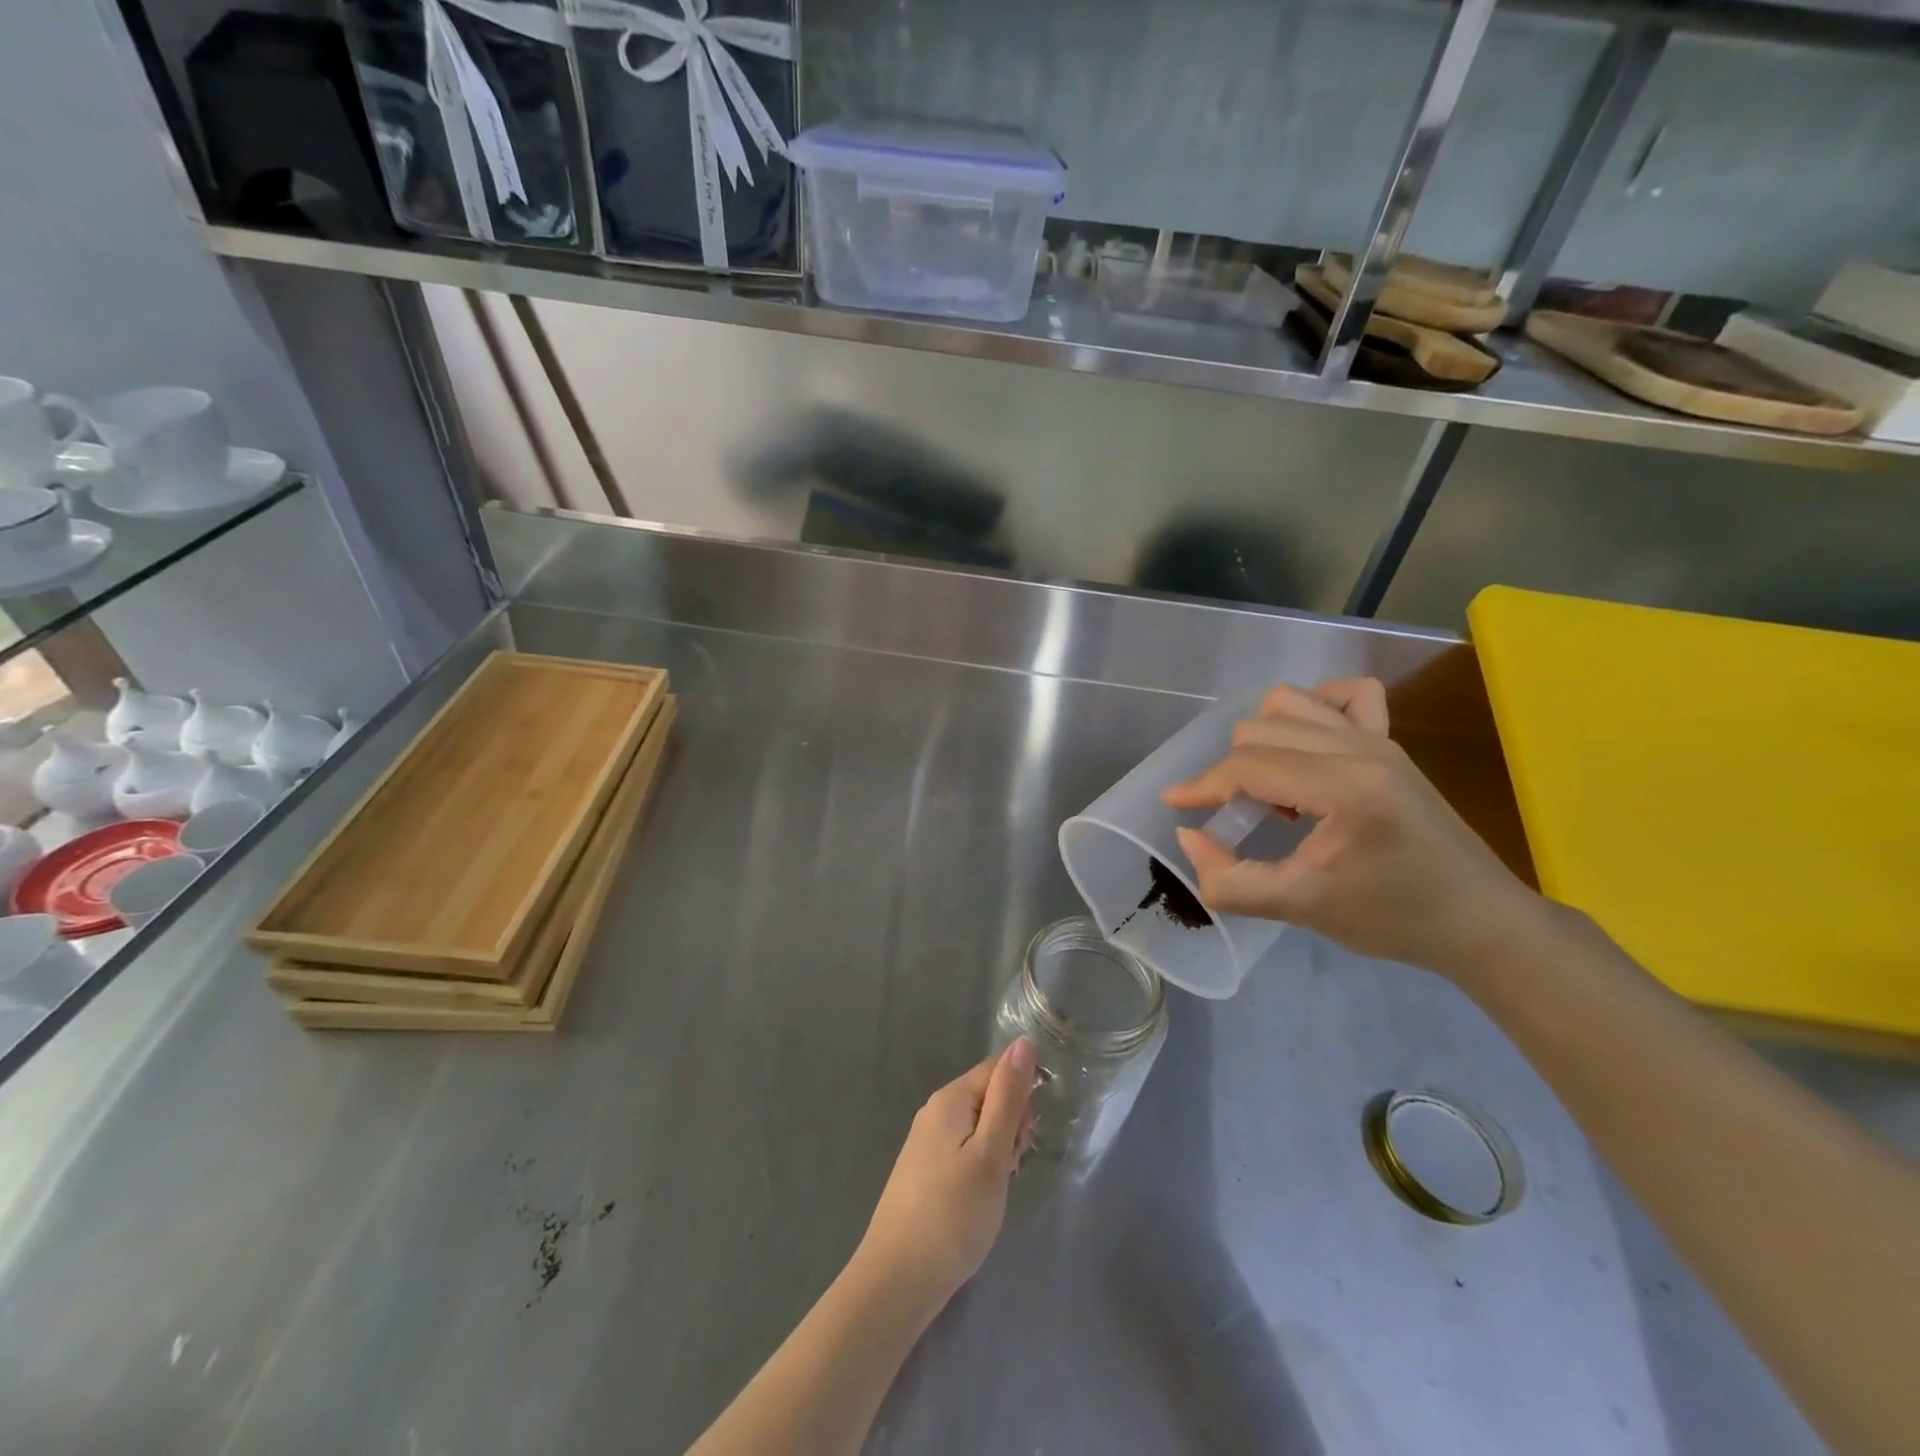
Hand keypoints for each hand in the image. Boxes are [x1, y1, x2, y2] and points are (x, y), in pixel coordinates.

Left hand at [855, 1040, 1035, 1311]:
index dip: (1022, 1096)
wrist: (897, 1280)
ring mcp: (926, 1142)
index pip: (998, 1069)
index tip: (1026, 1136)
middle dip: (1011, 1127)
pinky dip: (980, 1169)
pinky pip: (965, 1151)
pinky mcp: (925, 1171)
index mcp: (950, 1098)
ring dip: (998, 1152)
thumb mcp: (991, 1152)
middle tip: (1008, 1168)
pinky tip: (979, 1201)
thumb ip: (1009, 1096)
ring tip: (994, 1190)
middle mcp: (935, 1111)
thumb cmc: (953, 1214)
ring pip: (980, 1128)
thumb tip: (1024, 1041)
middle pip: (989, 1097)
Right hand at [1162, 678, 1540, 980]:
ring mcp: (1379, 740)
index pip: (1249, 766)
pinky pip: (1345, 697)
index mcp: (1343, 787)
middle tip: (1235, 817)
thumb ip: (1230, 880)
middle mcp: (1360, 748)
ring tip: (1270, 787)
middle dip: (1231, 771)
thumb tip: (1189, 836)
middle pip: (1260, 730)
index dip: (1203, 786)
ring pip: (1291, 703)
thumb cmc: (1393, 918)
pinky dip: (1313, 709)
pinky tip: (1306, 745)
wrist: (1479, 921)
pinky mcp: (1392, 743)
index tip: (1174, 806)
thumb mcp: (1300, 908)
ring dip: (1262, 739)